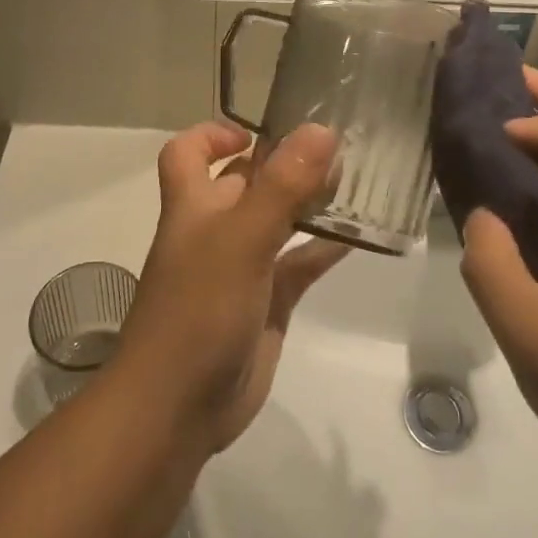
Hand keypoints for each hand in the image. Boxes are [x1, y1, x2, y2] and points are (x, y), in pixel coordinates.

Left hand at [117, 122, 347, 451]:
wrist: (178, 408)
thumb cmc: (198, 309)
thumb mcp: (241, 238)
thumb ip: (281, 185)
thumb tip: (320, 129)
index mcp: (194, 204)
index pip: (188, 152)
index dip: (214, 134)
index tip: (259, 132)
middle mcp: (215, 229)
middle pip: (245, 182)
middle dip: (283, 163)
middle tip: (336, 145)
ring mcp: (242, 268)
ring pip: (278, 221)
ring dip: (309, 202)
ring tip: (354, 180)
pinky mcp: (266, 304)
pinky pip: (298, 265)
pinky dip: (324, 248)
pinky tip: (359, 236)